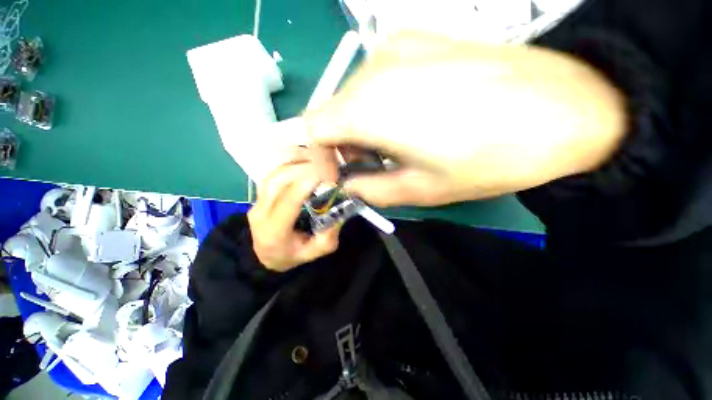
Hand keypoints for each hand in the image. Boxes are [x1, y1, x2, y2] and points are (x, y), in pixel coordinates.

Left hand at [248, 150, 340, 271]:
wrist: (266, 256)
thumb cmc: (292, 254)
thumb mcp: (315, 252)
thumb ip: (328, 236)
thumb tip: (337, 211)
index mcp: (274, 232)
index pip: (288, 202)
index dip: (305, 184)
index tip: (324, 173)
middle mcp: (260, 214)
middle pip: (278, 182)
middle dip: (302, 169)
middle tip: (324, 164)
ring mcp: (256, 203)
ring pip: (273, 175)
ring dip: (294, 163)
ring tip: (315, 158)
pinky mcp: (258, 196)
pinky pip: (272, 174)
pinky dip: (287, 165)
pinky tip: (302, 160)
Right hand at [306, 32, 625, 206]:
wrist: (565, 108)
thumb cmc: (488, 158)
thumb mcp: (419, 190)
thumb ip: (371, 191)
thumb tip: (348, 185)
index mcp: (369, 108)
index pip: (313, 128)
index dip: (320, 156)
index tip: (340, 174)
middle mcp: (374, 67)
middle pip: (332, 112)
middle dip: (343, 145)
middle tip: (371, 166)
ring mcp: (397, 46)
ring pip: (353, 95)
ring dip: (361, 126)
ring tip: (393, 145)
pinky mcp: (420, 39)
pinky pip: (377, 79)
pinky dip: (378, 105)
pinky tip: (412, 117)